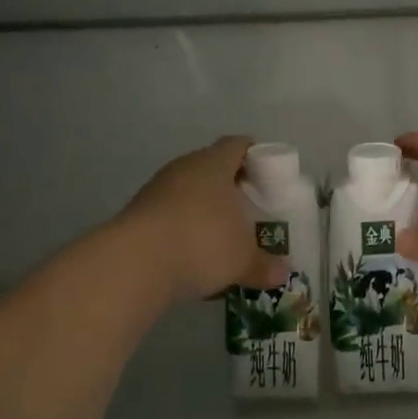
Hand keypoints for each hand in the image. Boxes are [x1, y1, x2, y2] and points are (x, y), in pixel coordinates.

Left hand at [119, 137, 286, 301]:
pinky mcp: (137, 215)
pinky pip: (169, 217)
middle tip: (249, 209)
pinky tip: (194, 257)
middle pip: (212, 168)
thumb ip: (265, 265)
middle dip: (230, 188)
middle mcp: (184, 168)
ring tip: (222, 237)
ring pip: (188, 193)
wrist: (135, 263)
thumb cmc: (202, 244)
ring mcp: (156, 190)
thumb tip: (283, 273)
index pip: (238, 145)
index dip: (256, 157)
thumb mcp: (243, 259)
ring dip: (204, 211)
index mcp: (214, 164)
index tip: (269, 176)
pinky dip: (183, 231)